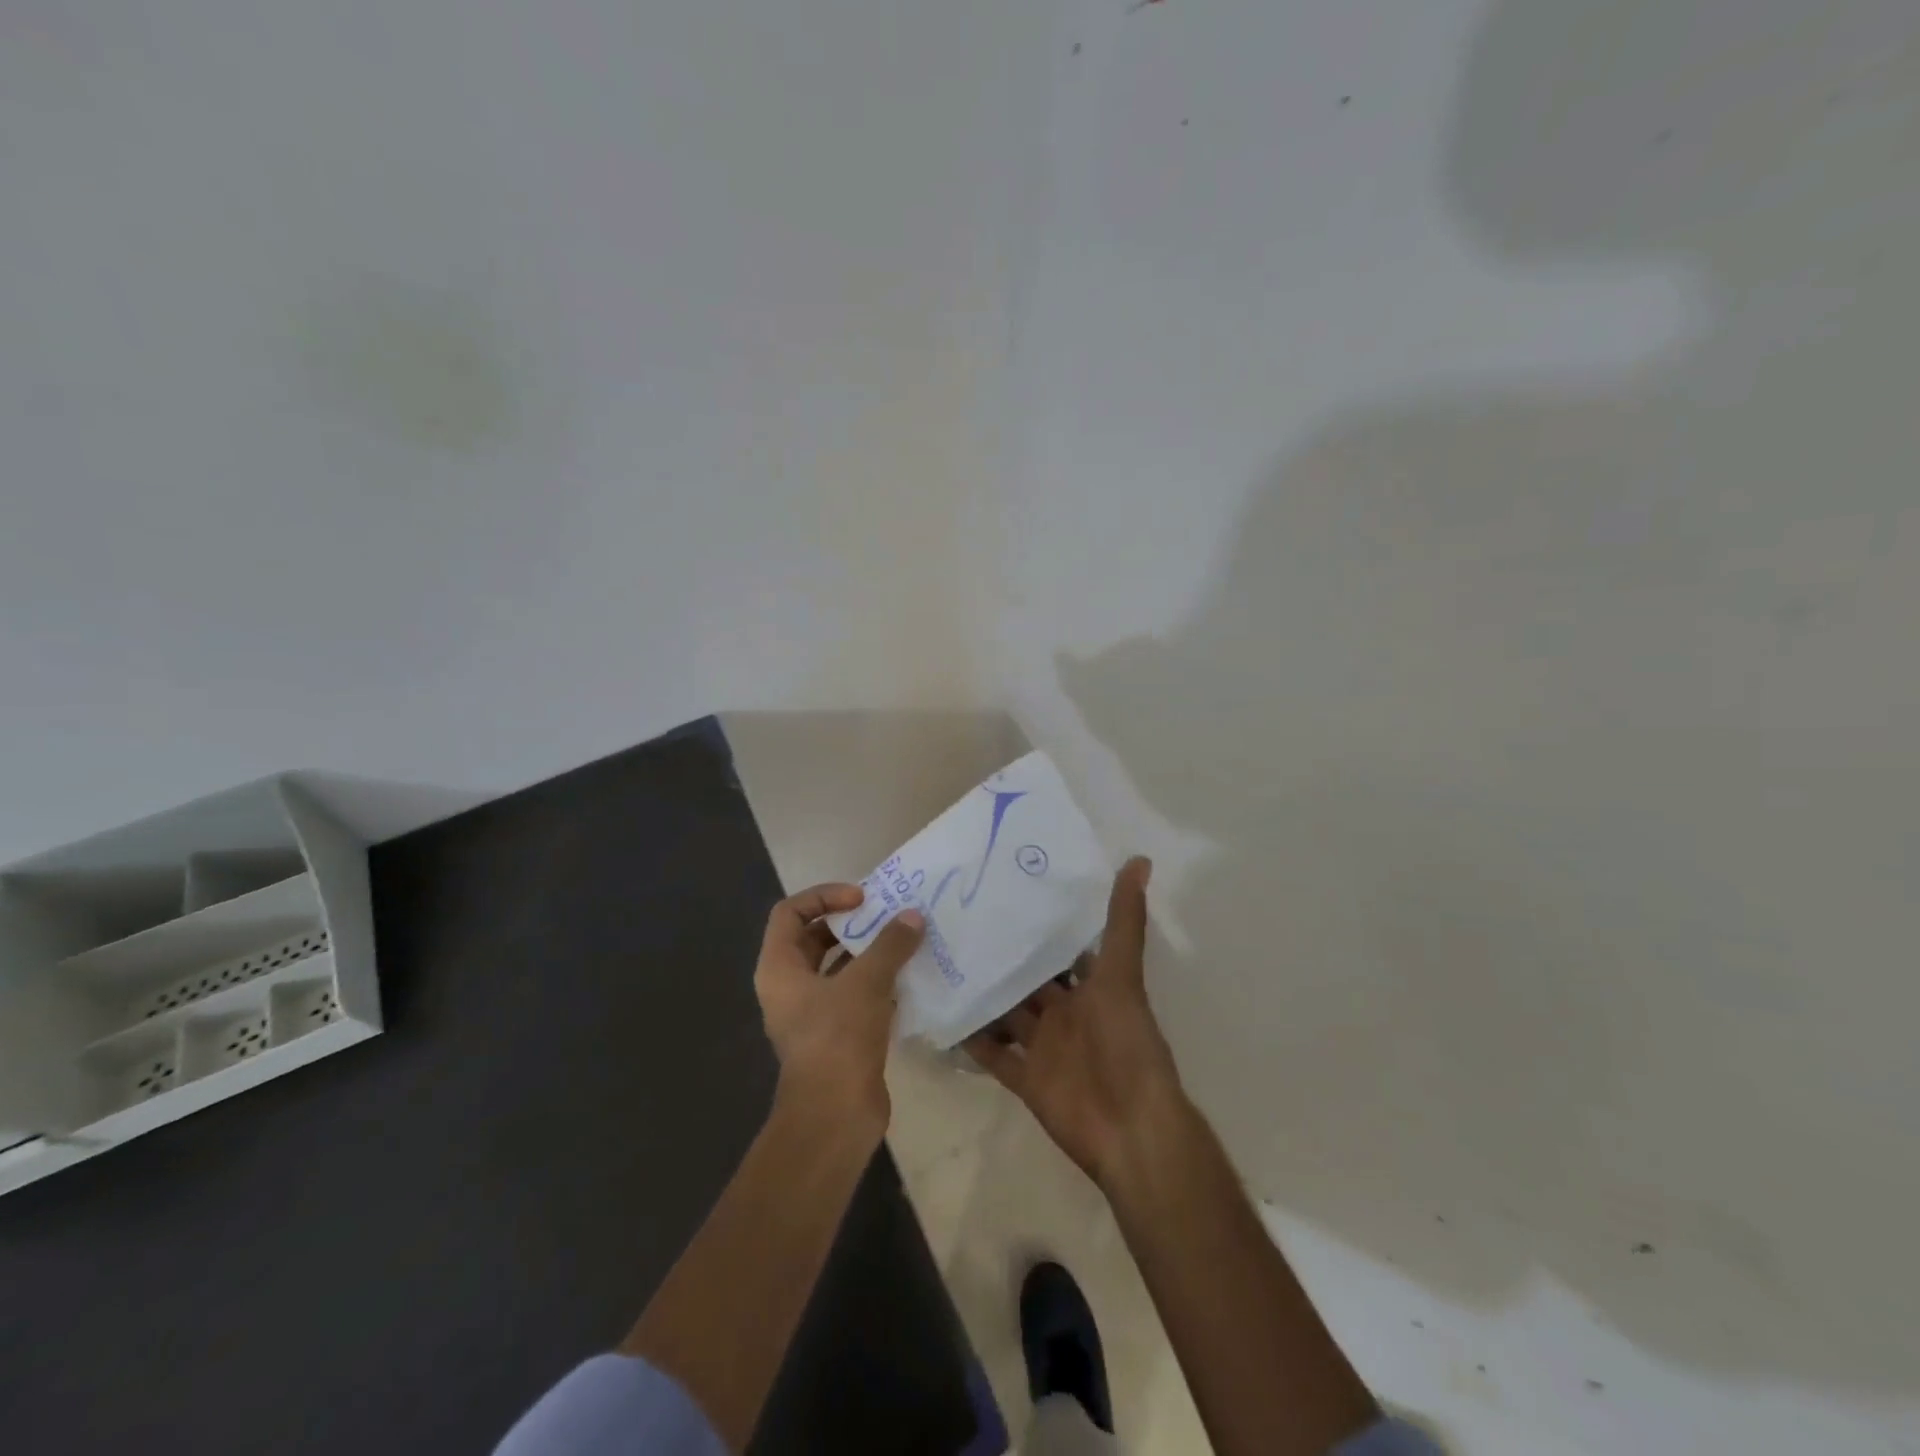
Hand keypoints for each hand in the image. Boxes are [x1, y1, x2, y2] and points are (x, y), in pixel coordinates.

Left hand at [754, 884, 923, 1139]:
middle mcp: (790, 987)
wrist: (836, 1115)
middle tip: (887, 916)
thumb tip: (912, 916)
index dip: (824, 896)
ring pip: (839, 969)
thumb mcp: (866, 982)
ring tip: (905, 941)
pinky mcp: (837, 1035)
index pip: (790, 912)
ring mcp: (812, 1013)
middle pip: (815, 938)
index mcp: (779, 968)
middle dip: (851, 923)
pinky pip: (856, 995)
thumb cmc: (838, 1037)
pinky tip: (910, 977)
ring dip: (869, 953)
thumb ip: (889, 945)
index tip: (862, 898)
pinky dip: (879, 982)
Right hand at [964, 857, 1188, 1188]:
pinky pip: (993, 1055)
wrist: (1129, 1128)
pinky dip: (971, 1040)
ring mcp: (1043, 1046)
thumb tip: (1140, 859)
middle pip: (1027, 980)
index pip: (1060, 949)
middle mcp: (1065, 1013)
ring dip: (981, 995)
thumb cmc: (1127, 1044)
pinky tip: (940, 1015)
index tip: (1003, 892)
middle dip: (1001, 956)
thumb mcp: (1122, 975)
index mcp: (1090, 988)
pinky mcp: (1025, 1078)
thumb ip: (1125, 921)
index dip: (1038, 925)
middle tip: (956, 921)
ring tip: (939, 960)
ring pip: (1006, 1014)